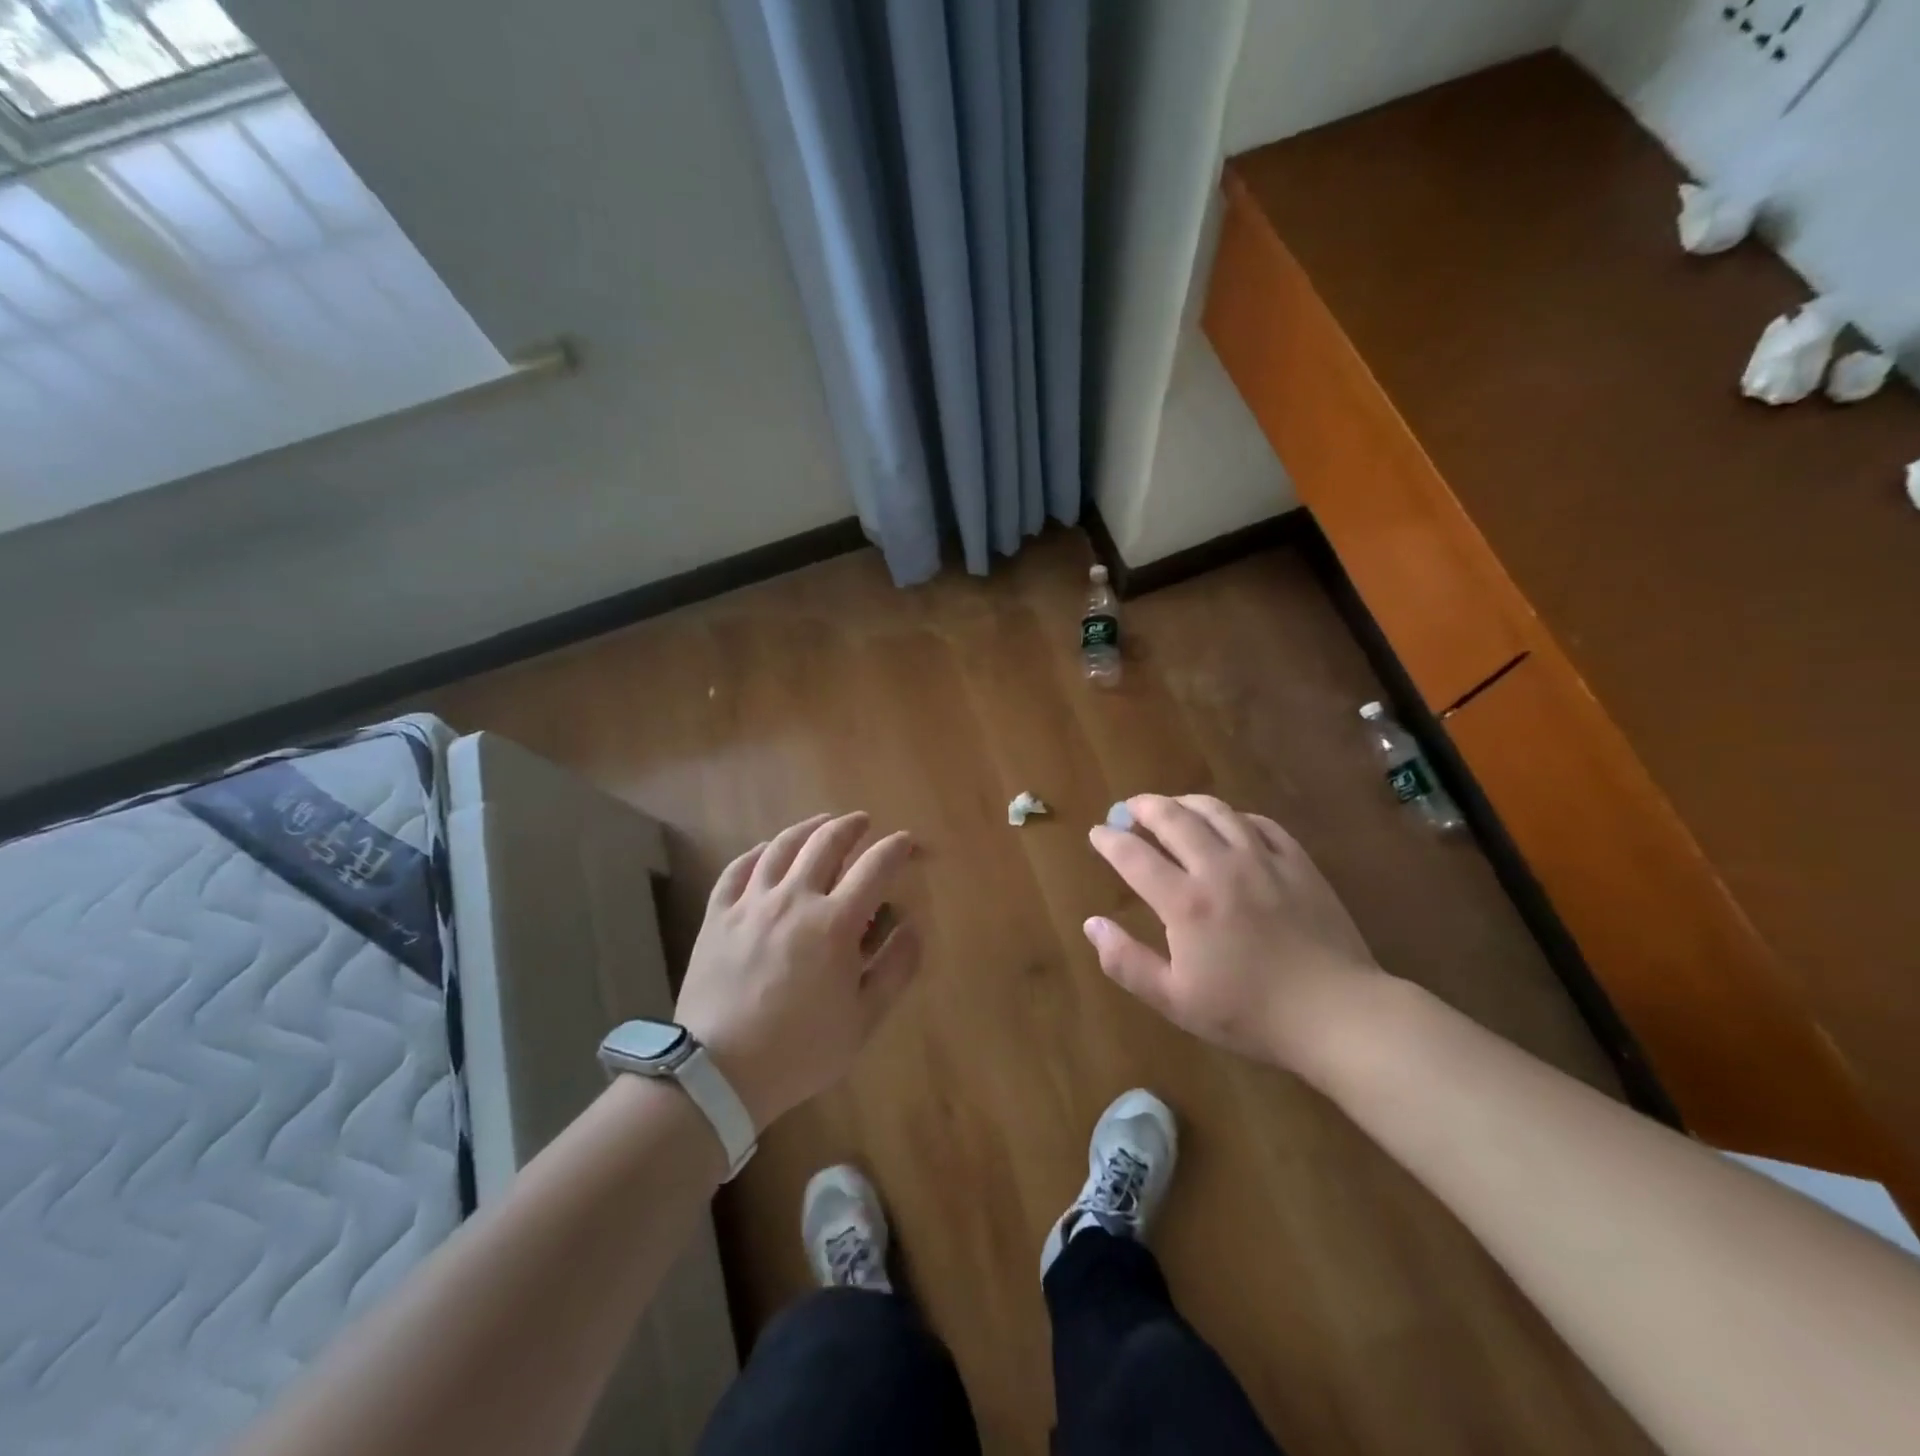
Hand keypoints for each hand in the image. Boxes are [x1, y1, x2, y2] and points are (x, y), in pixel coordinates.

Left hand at [675, 813, 919, 1130]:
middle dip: (851, 826)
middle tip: (863, 822)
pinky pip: (739, 868)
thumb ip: (896, 969)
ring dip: (808, 828)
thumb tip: (913, 927)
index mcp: (835, 923)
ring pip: (783, 847)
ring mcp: (752, 903)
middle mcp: (795, 899)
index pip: (875, 867)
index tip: (907, 843)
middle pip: (826, 843)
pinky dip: (759, 851)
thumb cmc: (800, 1050)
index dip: (896, 849)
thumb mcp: (864, 1020)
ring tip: (822, 823)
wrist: (718, 1072)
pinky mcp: (718, 915)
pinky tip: (768, 850)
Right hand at [1085, 795, 1382, 1066]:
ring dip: (1185, 802)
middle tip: (1129, 808)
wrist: (1337, 1014)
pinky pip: (1260, 823)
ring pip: (1217, 811)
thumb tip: (1092, 924)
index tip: (1097, 833)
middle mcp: (1219, 868)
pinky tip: (1229, 823)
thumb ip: (1126, 962)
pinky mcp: (1298, 863)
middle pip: (1173, 818)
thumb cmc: (1250, 1014)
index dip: (1109, 840)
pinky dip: (1235, 816)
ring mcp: (1263, 860)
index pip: (1134, 856)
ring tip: (1172, 806)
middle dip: (1144, 807)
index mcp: (1185, 902)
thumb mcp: (1175, 1000)